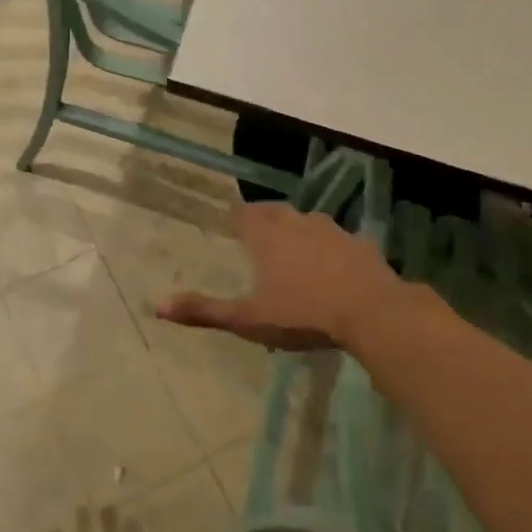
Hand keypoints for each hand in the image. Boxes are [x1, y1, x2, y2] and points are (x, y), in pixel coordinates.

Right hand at [156, 202, 422, 350]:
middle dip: (264, 222)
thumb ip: (203, 310)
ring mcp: (333, 230)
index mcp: (267, 233)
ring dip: (297, 233)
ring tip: (293, 255)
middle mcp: (297, 222)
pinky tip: (333, 271)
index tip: (230, 230)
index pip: (243, 214)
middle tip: (257, 240)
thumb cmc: (303, 313)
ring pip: (307, 223)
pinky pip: (338, 242)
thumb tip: (156, 306)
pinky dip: (330, 250)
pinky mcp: (362, 245)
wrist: (375, 314)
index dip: (235, 220)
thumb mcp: (248, 319)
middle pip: (274, 212)